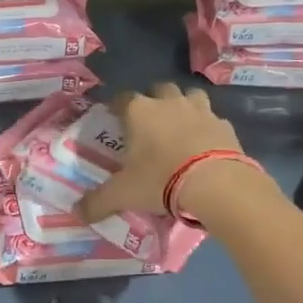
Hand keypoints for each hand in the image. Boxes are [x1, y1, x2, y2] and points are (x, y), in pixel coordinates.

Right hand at [77, 84, 246, 222]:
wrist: (215, 183)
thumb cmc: (160, 180)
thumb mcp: (124, 194)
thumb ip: (98, 202)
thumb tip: (77, 213)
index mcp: (139, 112)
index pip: (122, 99)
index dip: (116, 106)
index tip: (114, 117)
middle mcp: (169, 103)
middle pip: (159, 89)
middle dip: (154, 101)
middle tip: (149, 123)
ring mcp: (201, 110)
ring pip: (190, 96)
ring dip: (184, 106)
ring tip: (180, 127)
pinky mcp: (225, 125)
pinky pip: (213, 119)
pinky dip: (207, 128)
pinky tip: (205, 144)